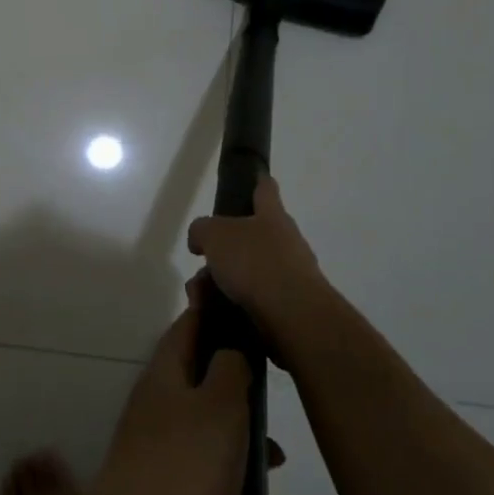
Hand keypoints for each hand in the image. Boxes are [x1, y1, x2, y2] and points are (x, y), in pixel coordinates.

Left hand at [87, 293, 306, 494]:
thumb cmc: (183, 468)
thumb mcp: (219, 406)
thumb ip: (232, 369)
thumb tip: (231, 348)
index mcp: (166, 375)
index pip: (190, 327)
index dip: (217, 314)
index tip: (250, 313)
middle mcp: (159, 409)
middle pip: (209, 393)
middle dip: (250, 415)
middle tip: (280, 439)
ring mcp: (160, 457)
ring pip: (218, 451)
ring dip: (255, 473)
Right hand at [186, 174, 337, 360]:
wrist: (293, 316)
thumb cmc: (255, 262)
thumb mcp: (214, 235)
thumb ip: (202, 230)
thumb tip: (200, 240)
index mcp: (272, 216)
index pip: (265, 189)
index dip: (257, 182)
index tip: (252, 178)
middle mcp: (287, 241)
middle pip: (251, 237)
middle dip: (224, 250)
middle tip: (202, 262)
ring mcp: (291, 275)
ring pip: (248, 271)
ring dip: (223, 282)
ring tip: (201, 297)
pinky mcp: (289, 306)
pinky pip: (253, 299)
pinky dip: (232, 304)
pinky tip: (215, 313)